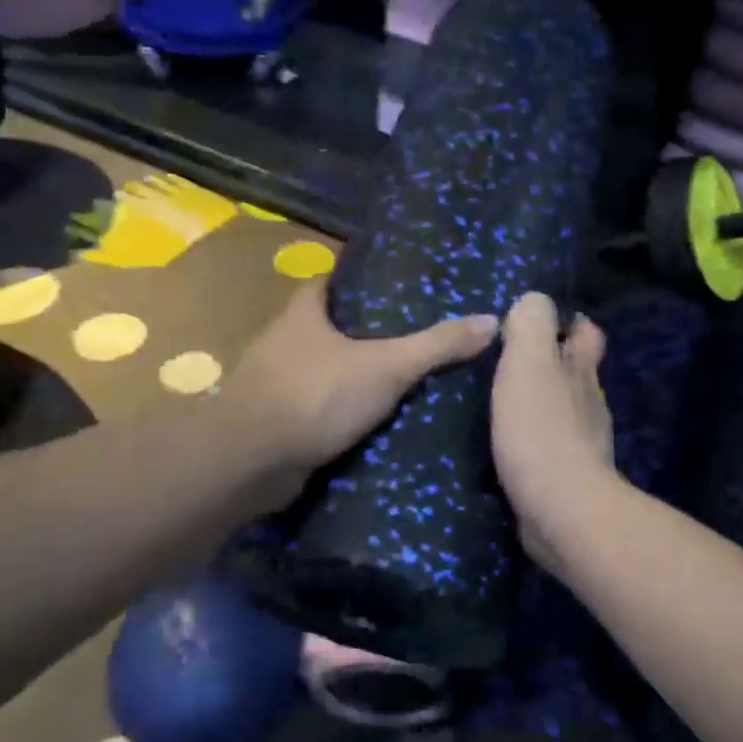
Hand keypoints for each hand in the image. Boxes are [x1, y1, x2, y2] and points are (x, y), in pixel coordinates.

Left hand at [229, 278, 497, 494]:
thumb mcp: (386, 366)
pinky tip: (372, 422)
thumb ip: (436, 345)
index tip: (397, 285)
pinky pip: (317, 407)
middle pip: (328, 326)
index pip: (331, 281)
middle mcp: (283, 341)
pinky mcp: (277, 422)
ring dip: (352, 374)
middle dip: (363, 331)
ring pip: (322, 369)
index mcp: (302, 312)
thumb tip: (491, 321)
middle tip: (413, 336)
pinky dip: (340, 411)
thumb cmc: (315, 395)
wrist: (251, 461)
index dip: (360, 280)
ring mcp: (276, 383)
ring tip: (402, 379)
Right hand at [490, 292, 615, 573]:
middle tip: (512, 362)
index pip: (587, 333)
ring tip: (504, 401)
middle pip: (577, 372)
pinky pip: (550, 447)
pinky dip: (534, 439)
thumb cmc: (540, 429)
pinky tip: (509, 444)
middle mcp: (588, 403)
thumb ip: (530, 325)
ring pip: (565, 410)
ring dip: (541, 403)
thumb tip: (533, 299)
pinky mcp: (567, 478)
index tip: (539, 323)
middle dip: (553, 363)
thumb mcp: (528, 363)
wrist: (561, 510)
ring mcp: (583, 443)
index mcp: (580, 371)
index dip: (569, 323)